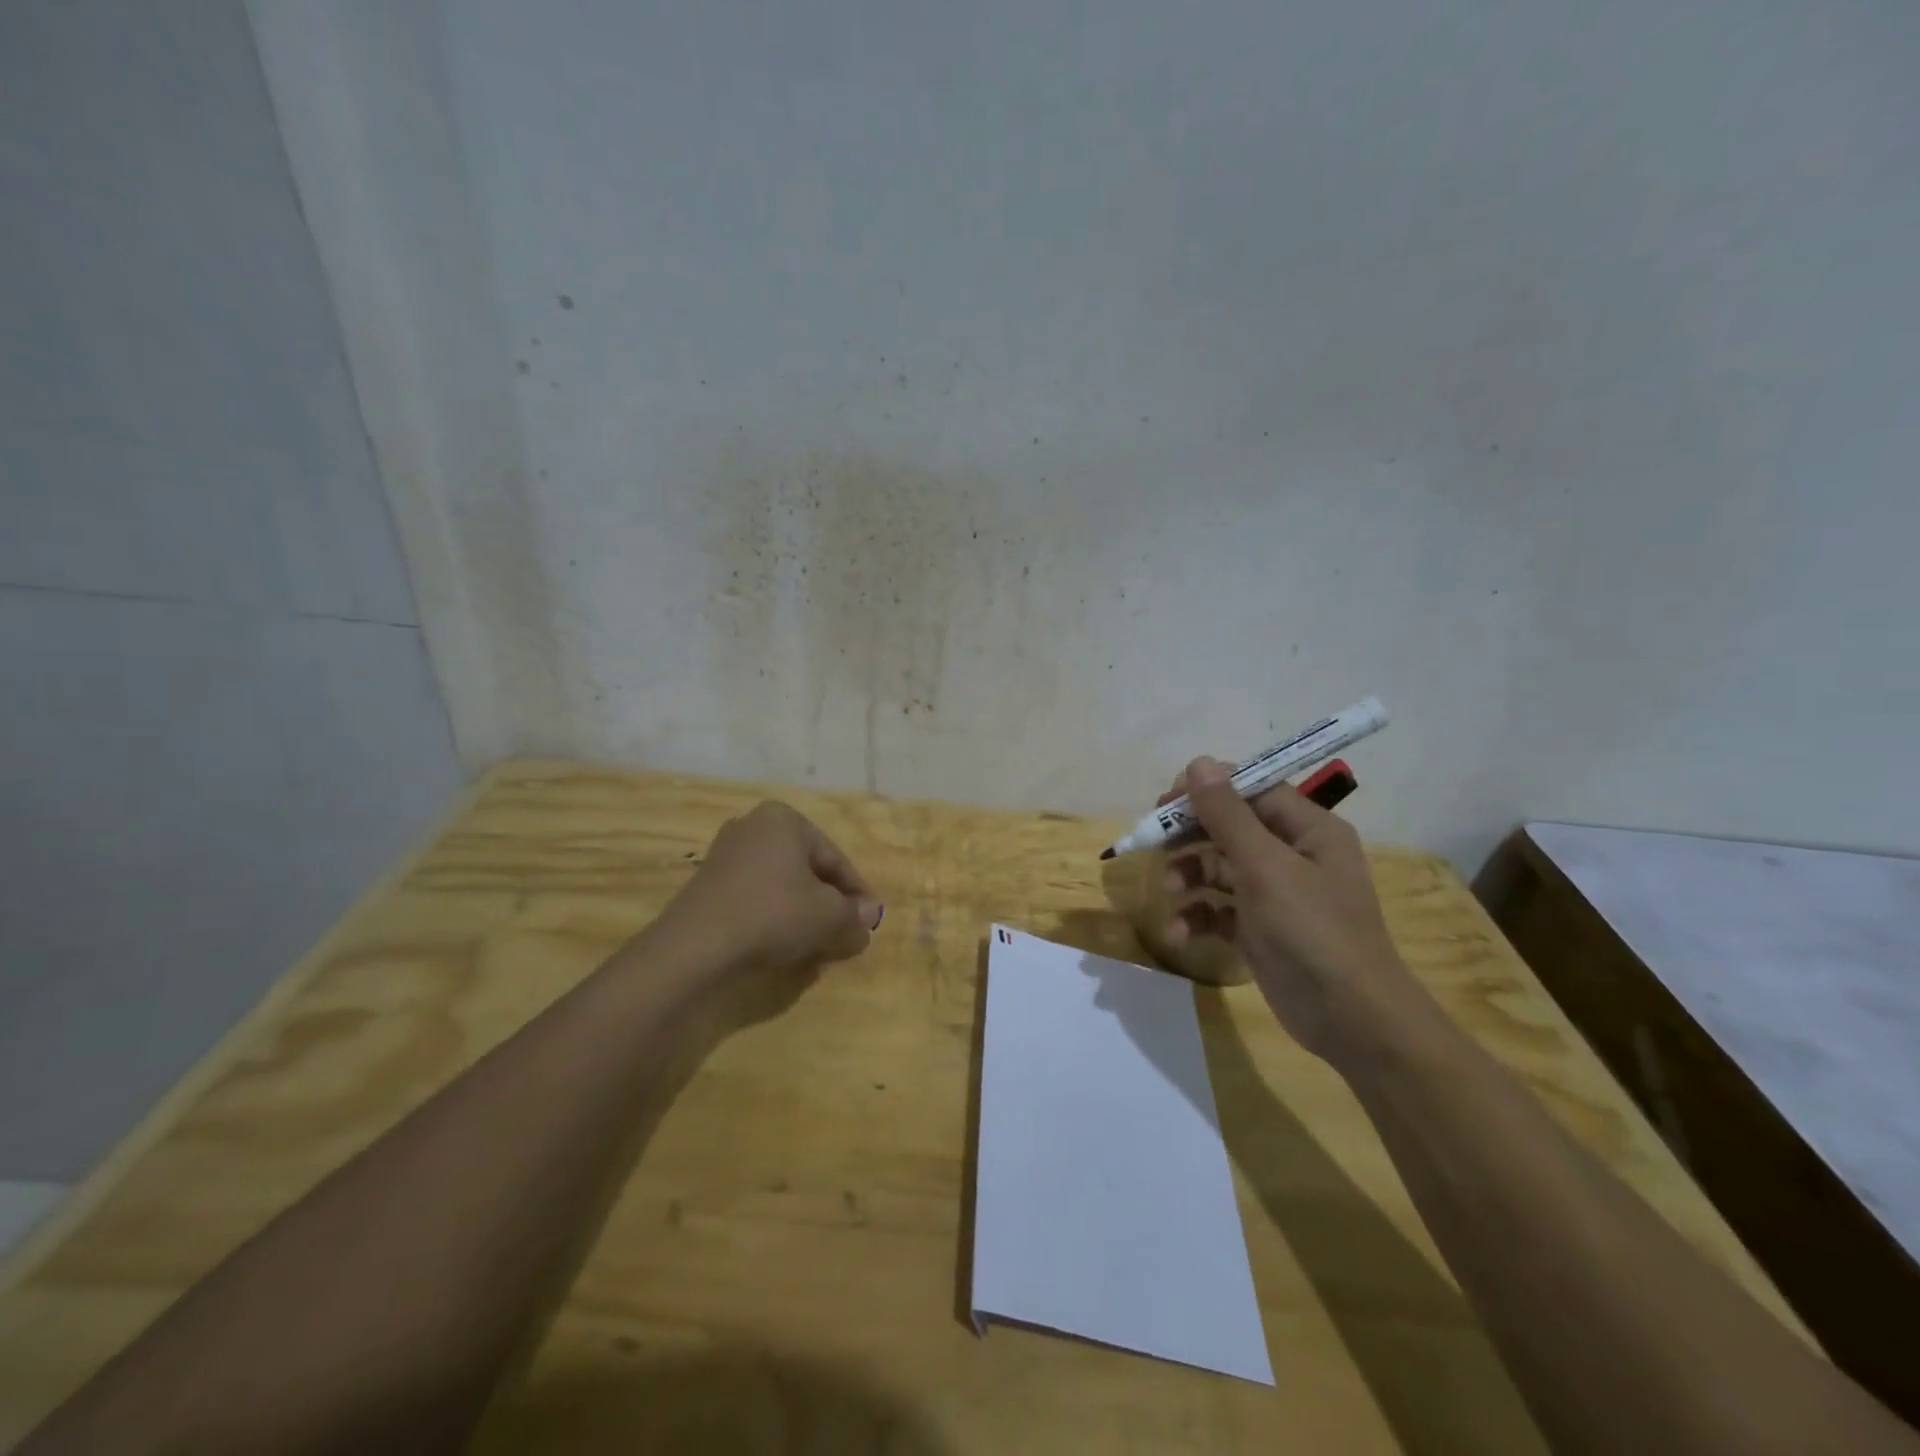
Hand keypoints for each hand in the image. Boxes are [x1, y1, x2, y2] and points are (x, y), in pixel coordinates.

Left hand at [648, 802, 882, 1021]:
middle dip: (828, 905)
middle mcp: (753, 827)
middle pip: (806, 871)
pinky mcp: (706, 888)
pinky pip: (754, 901)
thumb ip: (854, 916)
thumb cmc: (773, 915)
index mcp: (785, 820)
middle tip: (843, 937)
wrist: (695, 949)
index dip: (856, 894)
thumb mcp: (828, 918)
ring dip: (801, 916)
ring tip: (815, 949)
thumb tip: (870, 916)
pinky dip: (772, 921)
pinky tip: (781, 949)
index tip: (868, 924)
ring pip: (780, 888)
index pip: (835, 859)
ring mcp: (725, 856)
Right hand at [1160, 756, 1418, 1061]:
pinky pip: (1220, 909)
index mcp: (1308, 829)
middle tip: (1153, 842)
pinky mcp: (1261, 929)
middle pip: (1230, 828)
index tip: (1166, 802)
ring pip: (1220, 868)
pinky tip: (1178, 932)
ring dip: (1190, 876)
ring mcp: (1276, 894)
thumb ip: (1228, 814)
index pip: (1252, 790)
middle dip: (1191, 836)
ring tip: (1171, 892)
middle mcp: (1294, 855)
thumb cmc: (1312, 931)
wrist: (1351, 1021)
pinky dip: (1197, 916)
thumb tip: (1199, 763)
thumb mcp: (1265, 867)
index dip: (1208, 791)